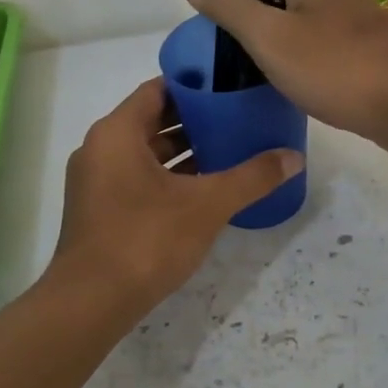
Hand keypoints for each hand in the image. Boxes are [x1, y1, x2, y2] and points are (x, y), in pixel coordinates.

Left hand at [48, 78, 302, 312]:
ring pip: (145, 153)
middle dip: (195, 121)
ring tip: (228, 151)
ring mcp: (96, 182)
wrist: (92, 301)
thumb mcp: (207, 205)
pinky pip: (138, 178)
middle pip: (152, 120)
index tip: (230, 87)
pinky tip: (203, 189)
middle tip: (237, 118)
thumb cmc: (146, 239)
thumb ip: (252, 177)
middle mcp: (100, 149)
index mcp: (117, 133)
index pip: (158, 90)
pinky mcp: (99, 210)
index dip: (195, 86)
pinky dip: (168, 177)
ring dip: (183, 152)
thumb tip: (295, 157)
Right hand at [183, 0, 387, 152]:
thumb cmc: (335, 64)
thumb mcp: (270, 36)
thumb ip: (230, 8)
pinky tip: (274, 66)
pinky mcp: (356, 49)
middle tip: (214, 6)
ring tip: (235, 37)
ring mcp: (346, 19)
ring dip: (264, 12)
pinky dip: (284, 38)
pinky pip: (309, 32)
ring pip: (295, 4)